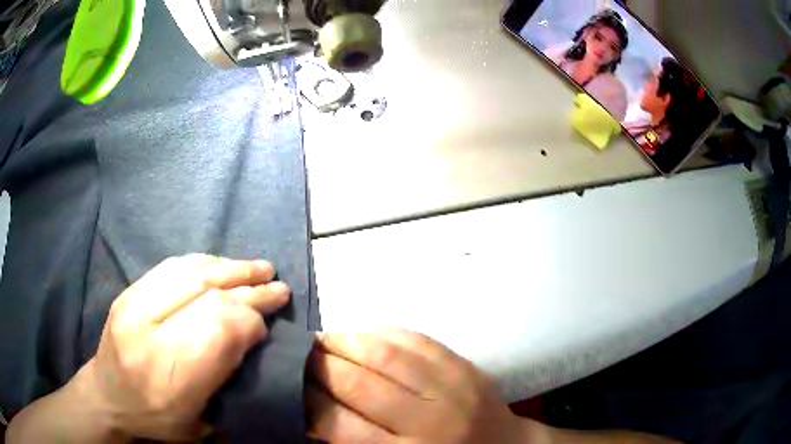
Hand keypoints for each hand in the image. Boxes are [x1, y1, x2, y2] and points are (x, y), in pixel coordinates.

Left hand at [73, 254, 290, 440]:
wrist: (107, 397)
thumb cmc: (156, 420)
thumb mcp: (200, 423)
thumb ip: (225, 381)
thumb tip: (253, 338)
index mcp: (168, 375)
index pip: (218, 329)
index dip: (251, 321)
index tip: (270, 326)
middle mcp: (148, 332)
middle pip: (206, 296)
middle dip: (249, 289)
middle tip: (278, 287)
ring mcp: (133, 305)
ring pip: (189, 273)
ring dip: (230, 268)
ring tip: (258, 268)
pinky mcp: (128, 291)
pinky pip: (171, 266)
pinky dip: (203, 262)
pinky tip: (222, 264)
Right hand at [307, 328, 540, 443]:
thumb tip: (310, 414)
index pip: (342, 426)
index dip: (308, 403)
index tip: (289, 387)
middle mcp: (430, 420)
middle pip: (361, 384)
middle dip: (320, 366)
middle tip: (297, 356)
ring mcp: (453, 387)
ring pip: (387, 354)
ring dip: (345, 341)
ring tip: (322, 340)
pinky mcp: (465, 365)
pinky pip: (417, 339)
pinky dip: (382, 332)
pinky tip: (362, 335)